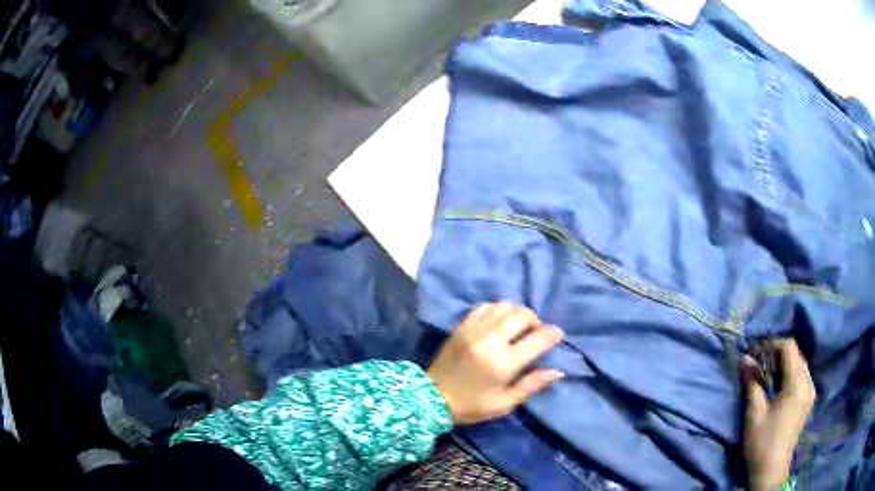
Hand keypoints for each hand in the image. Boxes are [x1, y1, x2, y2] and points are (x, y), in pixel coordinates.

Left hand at [427, 303, 564, 424]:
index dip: (553, 334)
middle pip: (522, 315)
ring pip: (504, 307)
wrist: (431, 398)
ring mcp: (473, 330)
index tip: (557, 335)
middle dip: (536, 321)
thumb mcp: (504, 404)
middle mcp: (490, 341)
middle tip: (536, 332)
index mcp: (503, 364)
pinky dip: (497, 310)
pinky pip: (484, 307)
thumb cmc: (472, 406)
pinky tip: (499, 322)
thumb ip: (532, 385)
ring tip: (519, 326)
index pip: (537, 340)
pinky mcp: (461, 326)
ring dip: (517, 313)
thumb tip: (558, 371)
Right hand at [742, 339, 815, 490]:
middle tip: (760, 363)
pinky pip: (802, 377)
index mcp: (797, 383)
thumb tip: (745, 358)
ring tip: (768, 374)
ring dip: (784, 364)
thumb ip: (753, 382)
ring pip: (800, 365)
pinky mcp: (808, 401)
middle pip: (796, 355)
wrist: (771, 470)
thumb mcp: (755, 412)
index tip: (756, 352)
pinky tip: (778, 386)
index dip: (773, 344)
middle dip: (778, 354)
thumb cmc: (762, 441)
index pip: (790, 347)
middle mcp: (808, 382)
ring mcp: (810, 392)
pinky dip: (790, 375)